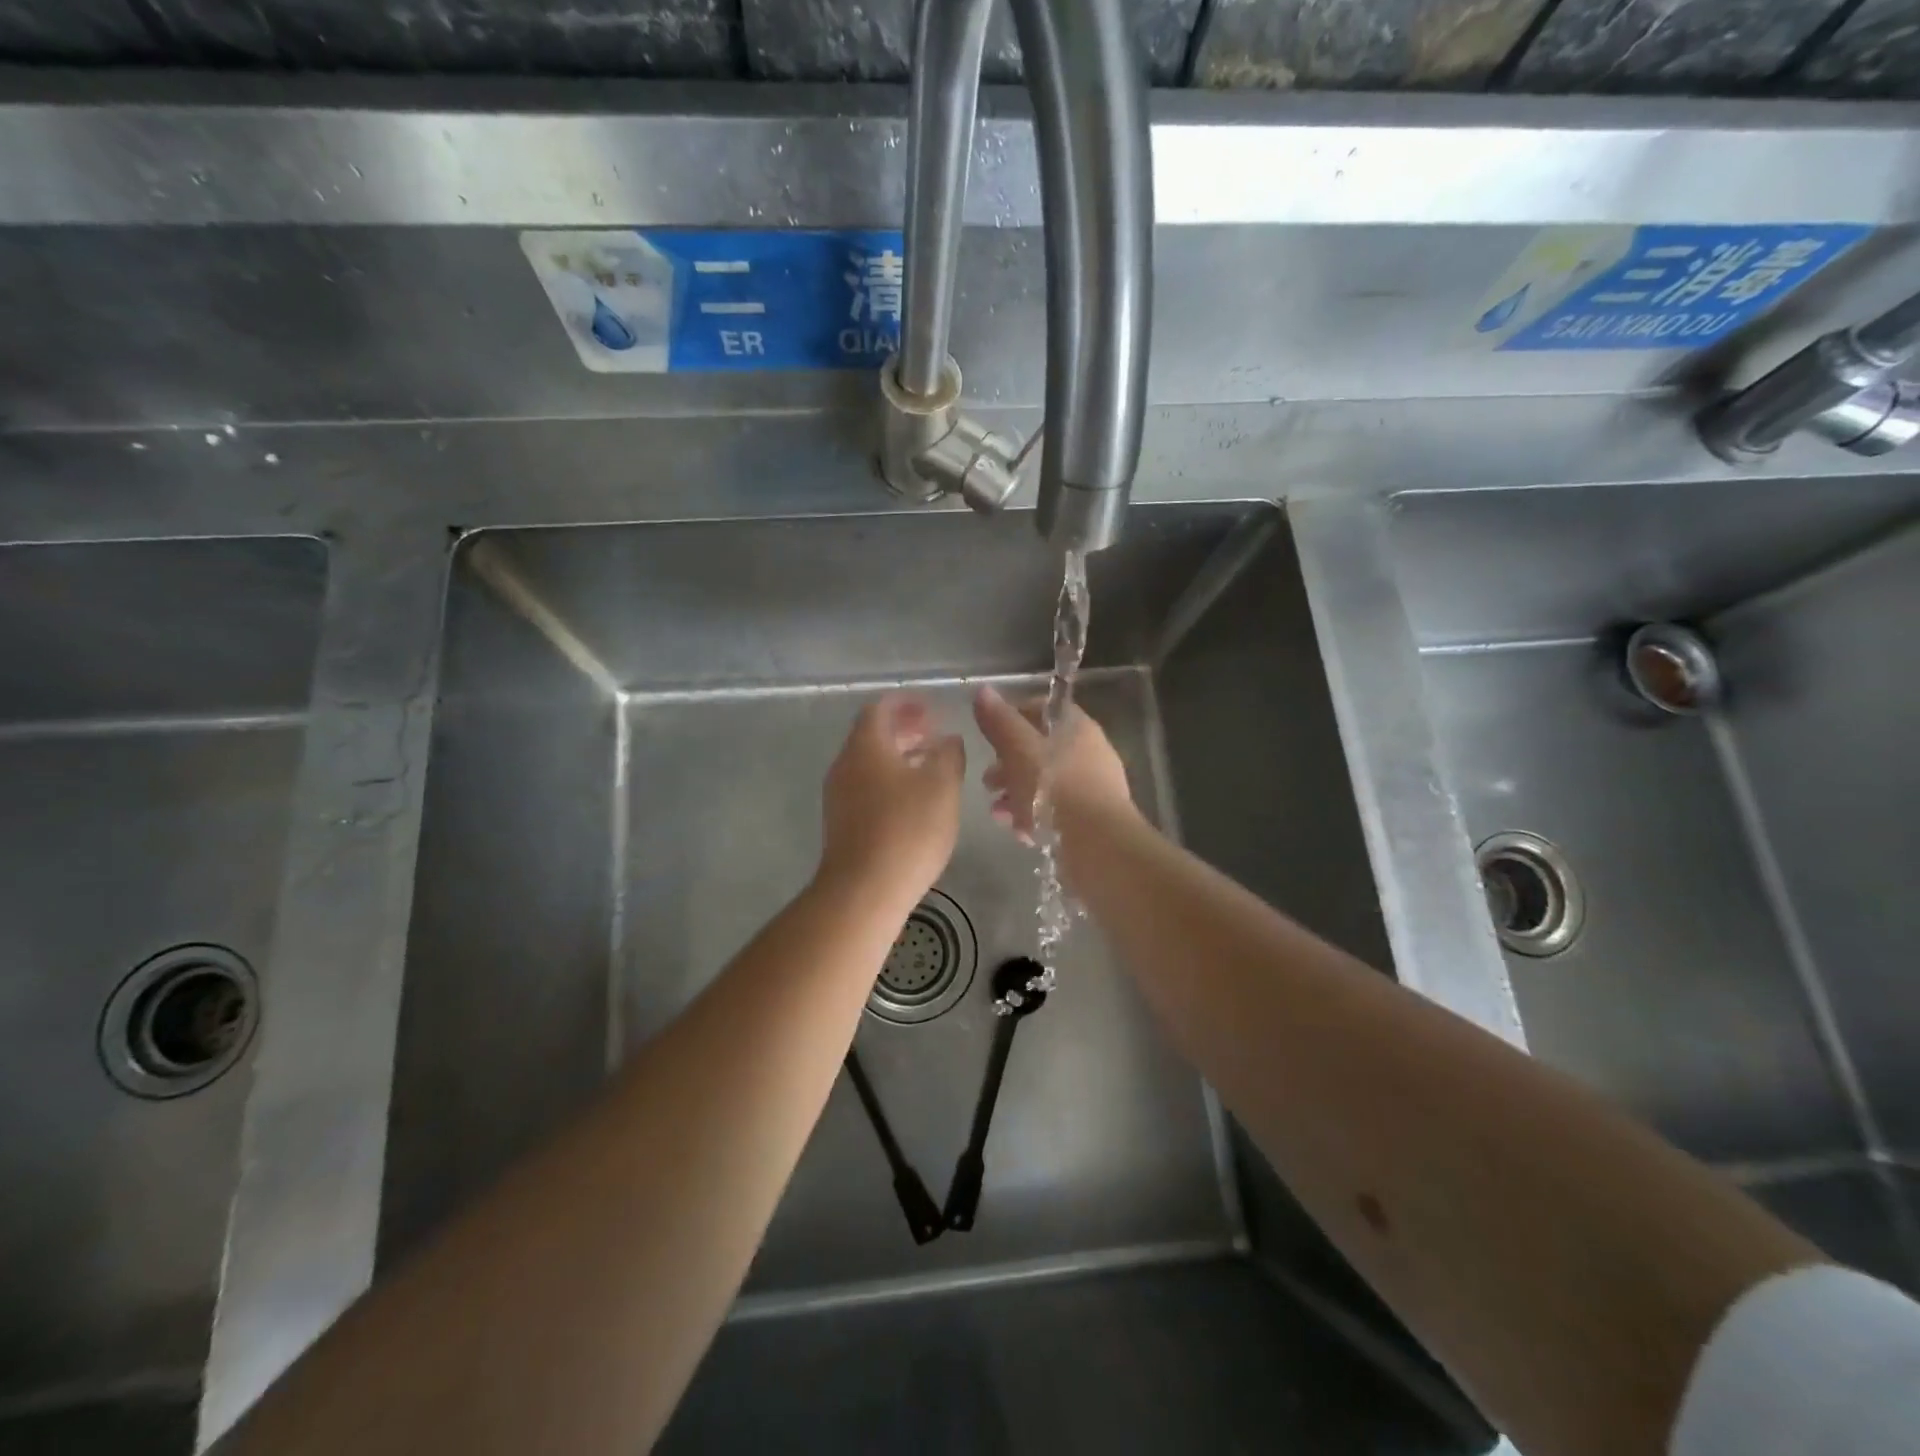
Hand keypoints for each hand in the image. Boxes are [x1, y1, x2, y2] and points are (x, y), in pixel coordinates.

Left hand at [817, 695, 965, 907]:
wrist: (863, 890)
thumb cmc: (907, 829)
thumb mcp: (942, 786)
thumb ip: (949, 755)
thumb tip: (948, 739)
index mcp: (866, 746)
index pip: (879, 708)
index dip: (905, 703)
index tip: (930, 708)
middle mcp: (845, 765)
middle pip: (871, 735)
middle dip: (903, 730)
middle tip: (934, 735)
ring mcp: (839, 796)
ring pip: (869, 763)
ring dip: (898, 757)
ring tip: (930, 767)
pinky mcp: (841, 823)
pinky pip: (866, 787)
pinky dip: (889, 781)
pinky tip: (913, 800)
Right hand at [973, 685, 1132, 840]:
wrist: (1097, 846)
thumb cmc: (1054, 789)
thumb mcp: (1019, 750)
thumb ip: (1000, 722)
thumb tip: (983, 690)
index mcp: (1076, 727)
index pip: (1041, 709)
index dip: (1012, 718)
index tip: (989, 737)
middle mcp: (1090, 752)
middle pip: (1040, 750)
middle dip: (1008, 766)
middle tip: (988, 783)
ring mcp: (1094, 787)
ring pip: (1046, 783)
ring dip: (1017, 795)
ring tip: (999, 814)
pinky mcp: (1092, 819)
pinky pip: (1057, 811)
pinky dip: (1036, 817)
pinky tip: (1021, 833)